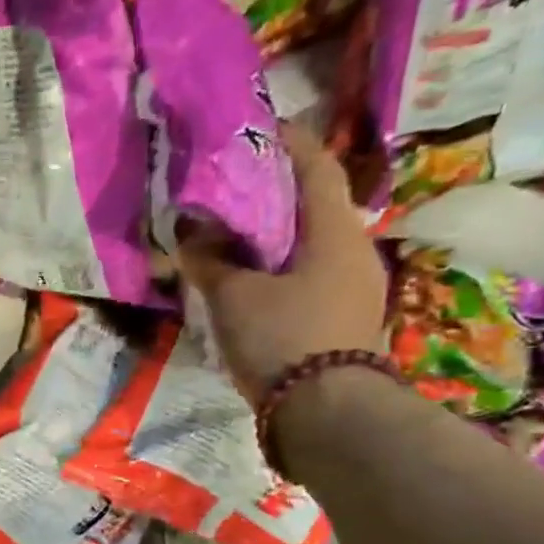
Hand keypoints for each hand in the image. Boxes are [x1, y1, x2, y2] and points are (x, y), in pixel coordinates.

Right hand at [178, 124, 387, 404]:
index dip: (287, 141)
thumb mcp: (234, 297)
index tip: (256, 129)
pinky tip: (251, 280)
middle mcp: (354, 251)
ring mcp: (354, 288)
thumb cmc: (283, 339)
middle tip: (232, 188)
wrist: (328, 415)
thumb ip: (209, 260)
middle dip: (275, 192)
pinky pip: (310, 275)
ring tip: (234, 236)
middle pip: (314, 205)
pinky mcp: (343, 319)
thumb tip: (188, 232)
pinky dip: (280, 266)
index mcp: (334, 232)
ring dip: (276, 234)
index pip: (315, 167)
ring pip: (311, 243)